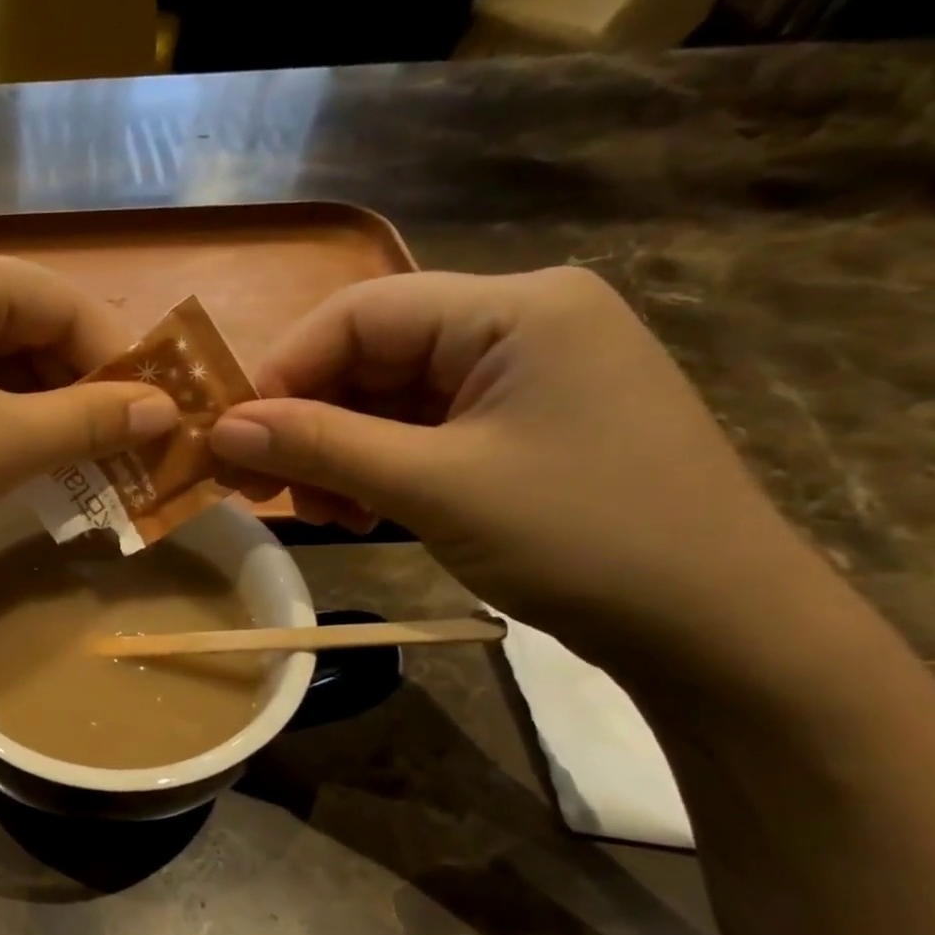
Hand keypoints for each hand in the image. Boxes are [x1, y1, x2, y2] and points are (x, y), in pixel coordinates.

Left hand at [0, 235, 177, 558]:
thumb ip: (87, 422)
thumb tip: (166, 410)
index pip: (63, 304)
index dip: (118, 363)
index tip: (157, 421)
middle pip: (24, 332)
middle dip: (75, 396)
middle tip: (119, 456)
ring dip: (34, 417)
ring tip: (73, 470)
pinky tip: (9, 466)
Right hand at [209, 268, 809, 664]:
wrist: (714, 626)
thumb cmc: (581, 537)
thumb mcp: (433, 487)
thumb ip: (320, 446)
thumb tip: (220, 429)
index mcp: (512, 309)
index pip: (357, 313)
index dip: (282, 372)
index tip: (231, 441)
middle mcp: (516, 324)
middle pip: (368, 357)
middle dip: (306, 423)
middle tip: (258, 488)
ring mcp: (519, 378)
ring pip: (386, 400)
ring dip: (335, 454)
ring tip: (314, 512)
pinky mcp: (517, 426)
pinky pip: (418, 432)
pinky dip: (374, 470)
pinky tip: (356, 513)